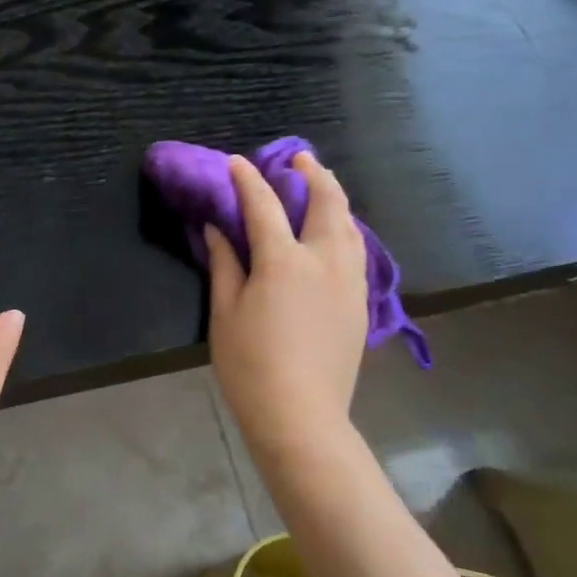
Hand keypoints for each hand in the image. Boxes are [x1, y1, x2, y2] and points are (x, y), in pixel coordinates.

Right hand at [207, 151, 367, 456]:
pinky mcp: (360, 303)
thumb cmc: (251, 366)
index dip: (248, 180)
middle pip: (327, 203)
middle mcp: (324, 261)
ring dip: (335, 197)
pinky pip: (357, 250)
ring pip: (350, 225)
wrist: (302, 417)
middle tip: (299, 159)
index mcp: (284, 262)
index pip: (264, 206)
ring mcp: (349, 282)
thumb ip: (224, 264)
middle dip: (313, 174)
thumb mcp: (225, 313)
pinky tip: (336, 232)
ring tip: (321, 186)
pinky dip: (345, 228)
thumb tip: (216, 229)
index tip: (236, 162)